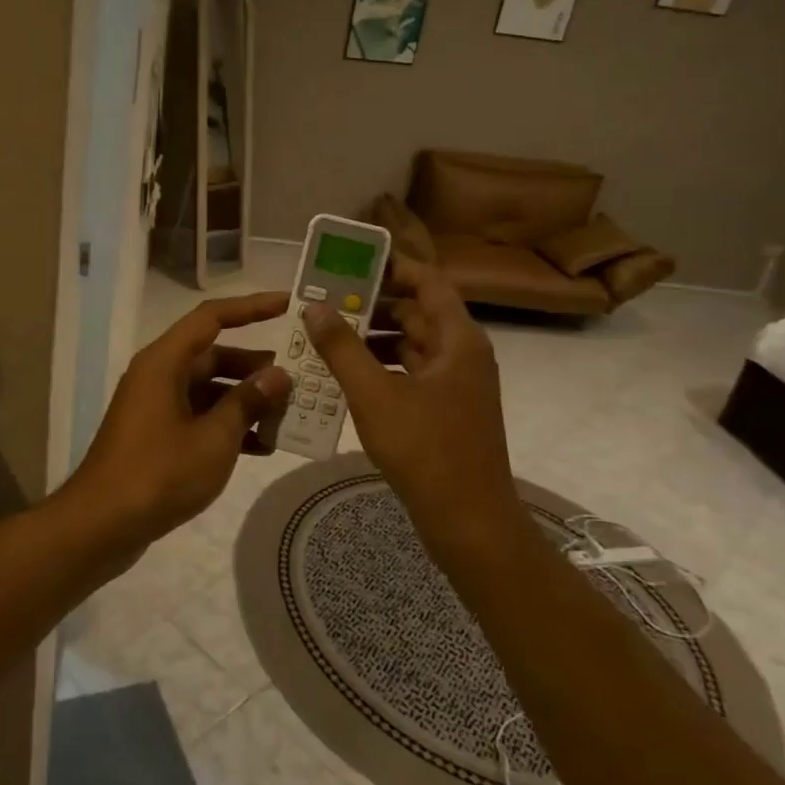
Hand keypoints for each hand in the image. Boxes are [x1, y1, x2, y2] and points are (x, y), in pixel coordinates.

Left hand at [65, 292, 292, 546]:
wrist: (102, 524)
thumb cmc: (159, 473)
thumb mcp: (214, 438)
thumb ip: (248, 402)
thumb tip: (278, 375)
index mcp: (164, 362)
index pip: (211, 317)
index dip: (251, 308)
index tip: (288, 306)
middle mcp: (158, 375)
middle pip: (213, 355)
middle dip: (255, 367)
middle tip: (298, 379)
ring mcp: (155, 406)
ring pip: (208, 389)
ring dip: (245, 401)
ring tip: (287, 416)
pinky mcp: (156, 435)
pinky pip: (198, 417)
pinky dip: (226, 425)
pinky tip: (261, 447)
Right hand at [303, 255, 519, 555]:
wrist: (469, 520)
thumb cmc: (425, 450)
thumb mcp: (375, 394)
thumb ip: (342, 348)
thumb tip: (315, 307)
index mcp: (458, 340)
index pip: (428, 282)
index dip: (393, 268)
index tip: (351, 264)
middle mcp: (463, 354)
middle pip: (418, 312)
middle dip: (373, 304)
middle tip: (327, 301)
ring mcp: (457, 385)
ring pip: (412, 345)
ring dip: (373, 338)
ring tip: (328, 336)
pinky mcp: (447, 410)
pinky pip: (411, 373)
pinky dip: (382, 367)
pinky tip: (347, 376)